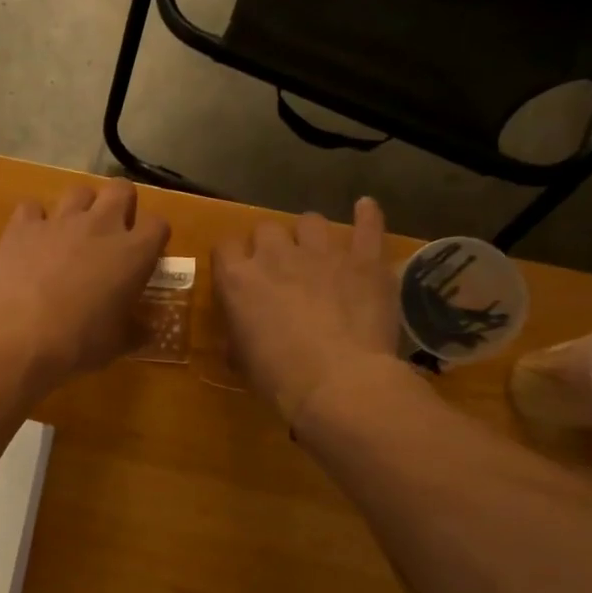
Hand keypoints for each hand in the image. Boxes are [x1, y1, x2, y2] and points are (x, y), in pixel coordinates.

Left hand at [0, 179, 170, 388]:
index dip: (152, 238)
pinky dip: (34, 221)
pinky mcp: (22, 226)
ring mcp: (60, 221)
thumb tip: (147, 330)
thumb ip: (136, 330)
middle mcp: (101, 226)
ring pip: (79, 191)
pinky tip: (31, 241)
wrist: (20, 336)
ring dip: (80, 208)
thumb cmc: (79, 343)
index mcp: (133, 253)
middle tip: (111, 234)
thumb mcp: (117, 343)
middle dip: (120, 205)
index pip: (158, 225)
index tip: (144, 256)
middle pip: (121, 189)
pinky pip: (32, 208)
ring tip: (71, 235)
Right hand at [212, 198, 399, 424]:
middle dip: (270, 245)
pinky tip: (365, 209)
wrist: (338, 383)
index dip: (231, 258)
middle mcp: (276, 256)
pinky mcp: (364, 260)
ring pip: (310, 221)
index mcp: (239, 280)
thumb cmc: (279, 379)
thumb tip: (238, 337)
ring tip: (317, 252)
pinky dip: (366, 216)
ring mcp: (322, 253)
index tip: (238, 273)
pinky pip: (367, 225)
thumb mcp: (242, 362)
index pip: (224, 248)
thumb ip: (237, 337)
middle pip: (266, 229)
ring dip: (309, 234)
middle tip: (279, 269)